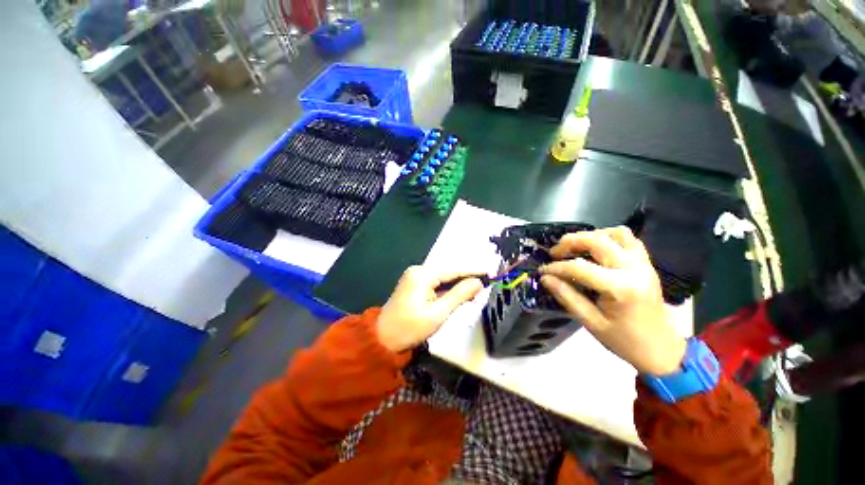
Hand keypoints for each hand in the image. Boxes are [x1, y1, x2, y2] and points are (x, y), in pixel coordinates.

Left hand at [376, 266, 482, 352]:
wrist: (383, 339)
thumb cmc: (410, 328)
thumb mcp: (438, 313)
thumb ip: (459, 295)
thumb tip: (478, 282)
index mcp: (422, 274)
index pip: (453, 270)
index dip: (473, 271)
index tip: (490, 272)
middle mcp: (418, 270)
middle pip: (448, 272)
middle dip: (466, 279)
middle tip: (484, 285)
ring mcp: (415, 276)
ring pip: (443, 278)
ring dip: (458, 285)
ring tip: (475, 291)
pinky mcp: (414, 284)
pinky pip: (436, 283)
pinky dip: (447, 289)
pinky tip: (459, 294)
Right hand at [540, 227, 685, 375]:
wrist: (662, 349)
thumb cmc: (625, 340)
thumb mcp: (591, 322)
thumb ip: (567, 297)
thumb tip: (545, 278)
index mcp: (621, 288)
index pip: (580, 267)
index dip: (557, 267)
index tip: (542, 270)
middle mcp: (634, 269)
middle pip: (598, 241)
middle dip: (570, 242)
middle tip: (555, 253)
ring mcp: (643, 264)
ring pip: (616, 233)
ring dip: (591, 236)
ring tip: (575, 247)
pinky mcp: (646, 263)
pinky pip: (628, 239)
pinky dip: (608, 237)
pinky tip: (595, 248)